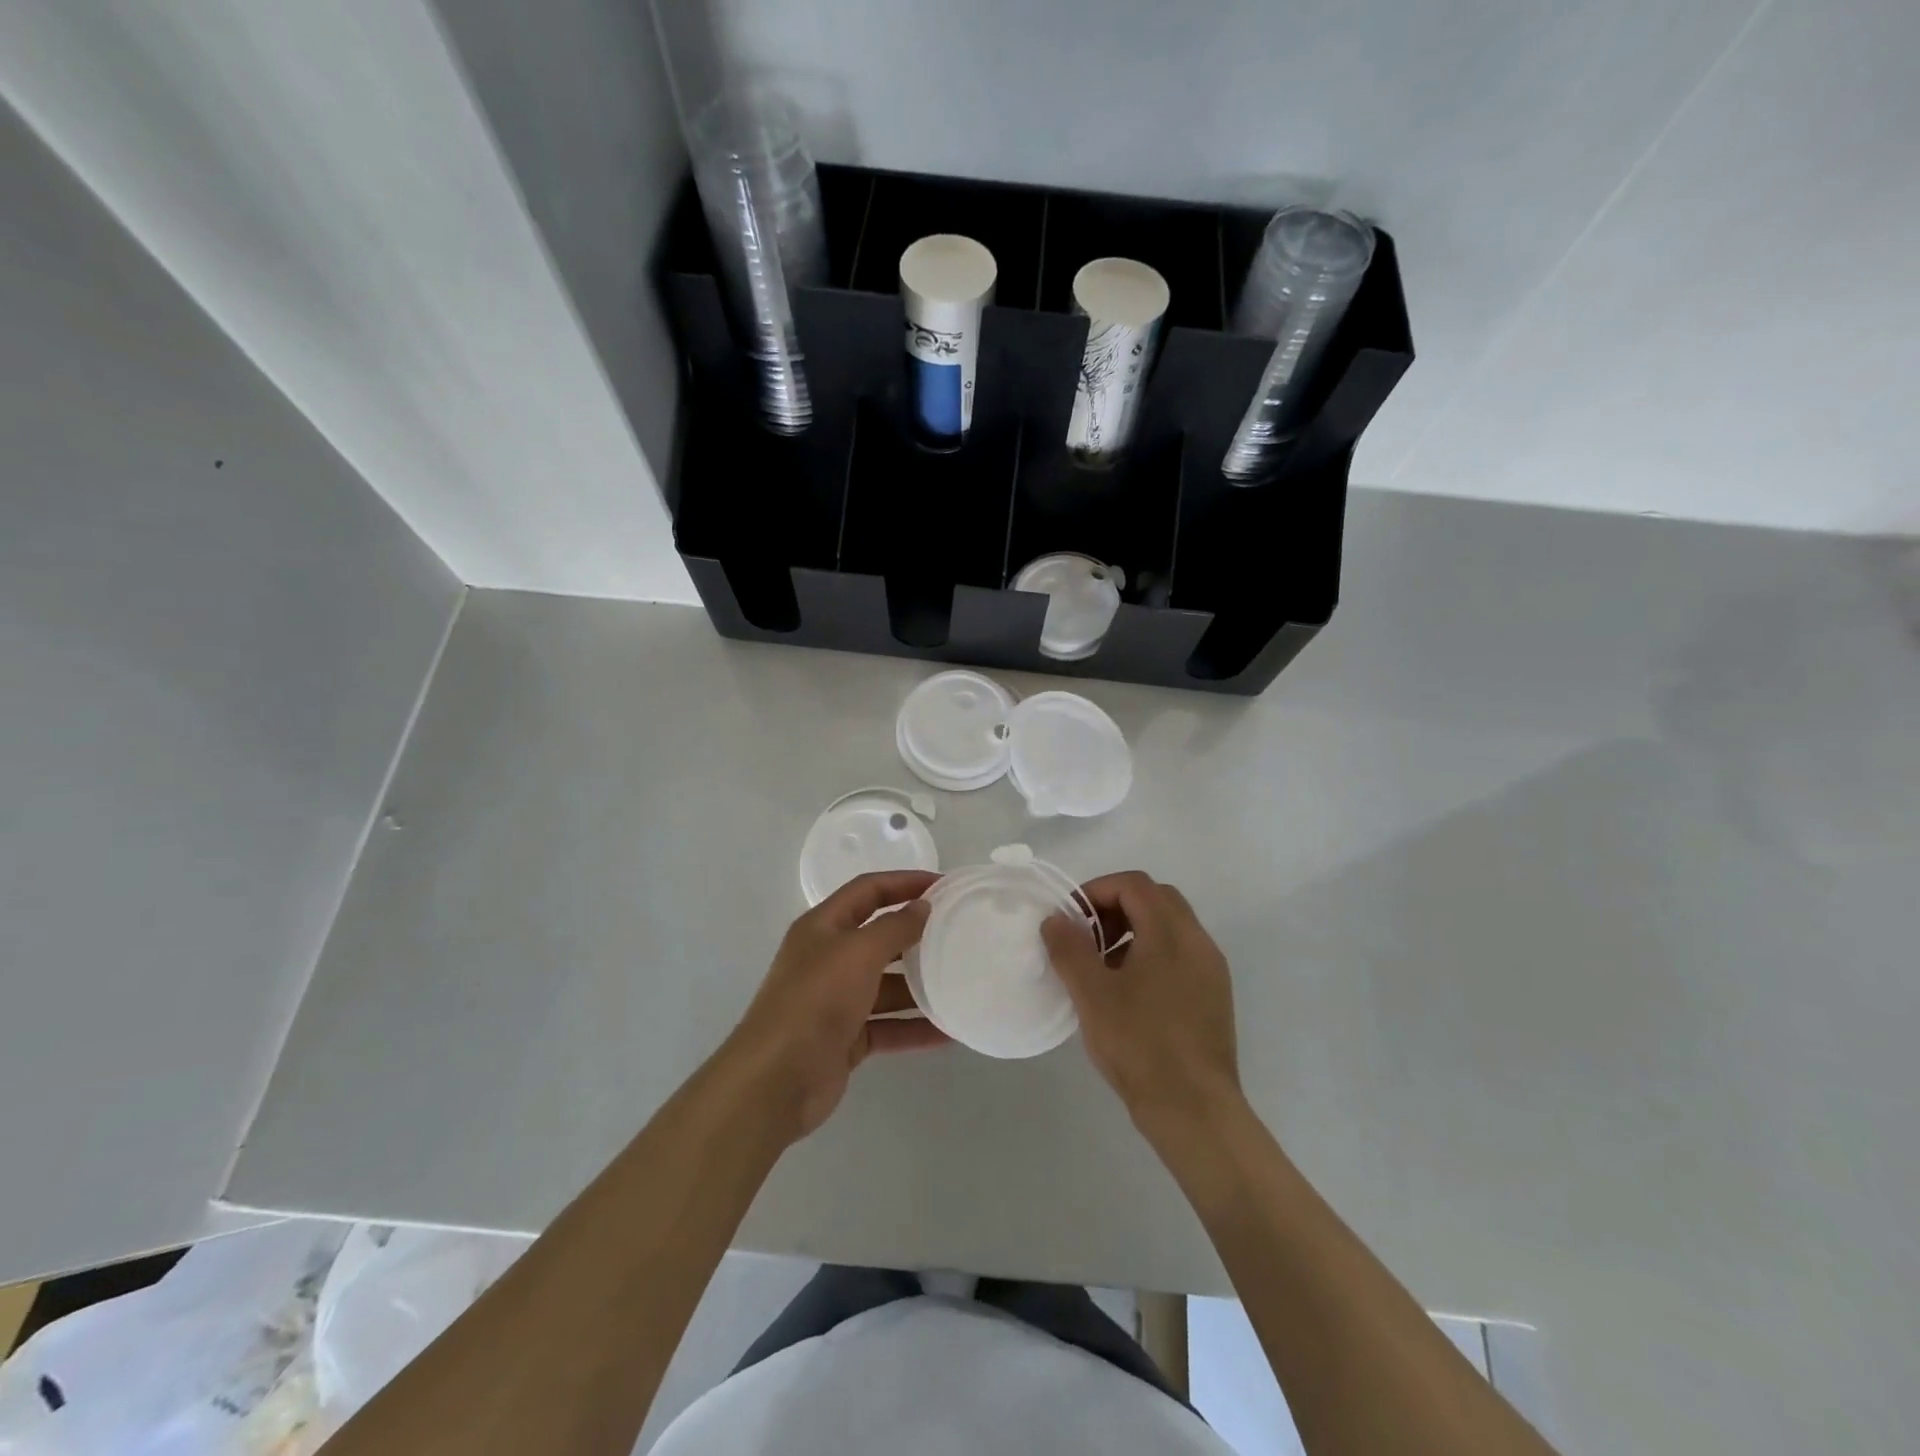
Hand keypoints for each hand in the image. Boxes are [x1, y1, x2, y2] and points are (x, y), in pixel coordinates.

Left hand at [727, 870, 947, 1142]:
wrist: (776, 1080)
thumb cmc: (816, 1000)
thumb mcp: (858, 952)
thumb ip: (894, 927)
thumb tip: (922, 907)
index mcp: (823, 927)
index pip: (868, 891)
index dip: (904, 882)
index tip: (944, 886)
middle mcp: (829, 958)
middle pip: (879, 937)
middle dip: (916, 935)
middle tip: (959, 933)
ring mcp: (836, 1001)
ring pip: (887, 985)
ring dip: (921, 985)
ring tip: (962, 982)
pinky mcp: (846, 1038)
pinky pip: (888, 1025)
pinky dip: (915, 1027)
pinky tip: (949, 1031)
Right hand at [1042, 872, 1243, 1135]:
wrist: (1195, 1110)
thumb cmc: (1140, 1044)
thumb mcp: (1092, 994)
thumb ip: (1070, 948)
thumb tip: (1056, 919)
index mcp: (1171, 932)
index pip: (1133, 884)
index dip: (1096, 891)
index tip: (1071, 920)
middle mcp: (1197, 941)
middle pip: (1155, 899)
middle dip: (1116, 908)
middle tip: (1087, 938)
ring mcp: (1211, 969)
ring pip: (1169, 927)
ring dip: (1133, 931)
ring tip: (1103, 968)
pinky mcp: (1214, 996)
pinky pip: (1180, 955)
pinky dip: (1151, 954)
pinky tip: (1129, 993)